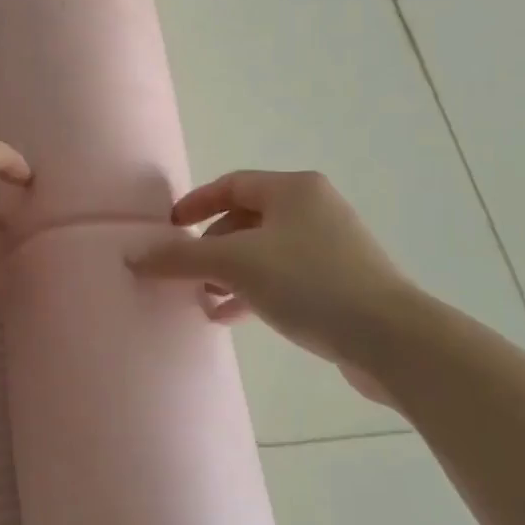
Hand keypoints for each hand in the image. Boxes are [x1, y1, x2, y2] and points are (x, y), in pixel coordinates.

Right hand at [127, 170, 416, 402]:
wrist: (392, 339)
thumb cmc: (310, 283)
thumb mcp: (236, 265)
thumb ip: (181, 258)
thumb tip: (132, 255)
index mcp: (294, 189)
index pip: (231, 185)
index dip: (195, 204)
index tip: (169, 230)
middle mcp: (314, 209)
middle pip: (246, 220)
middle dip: (211, 247)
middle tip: (186, 273)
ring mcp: (331, 247)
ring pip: (264, 252)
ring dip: (230, 274)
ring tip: (203, 300)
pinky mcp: (341, 283)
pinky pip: (284, 278)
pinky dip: (255, 291)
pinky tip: (232, 317)